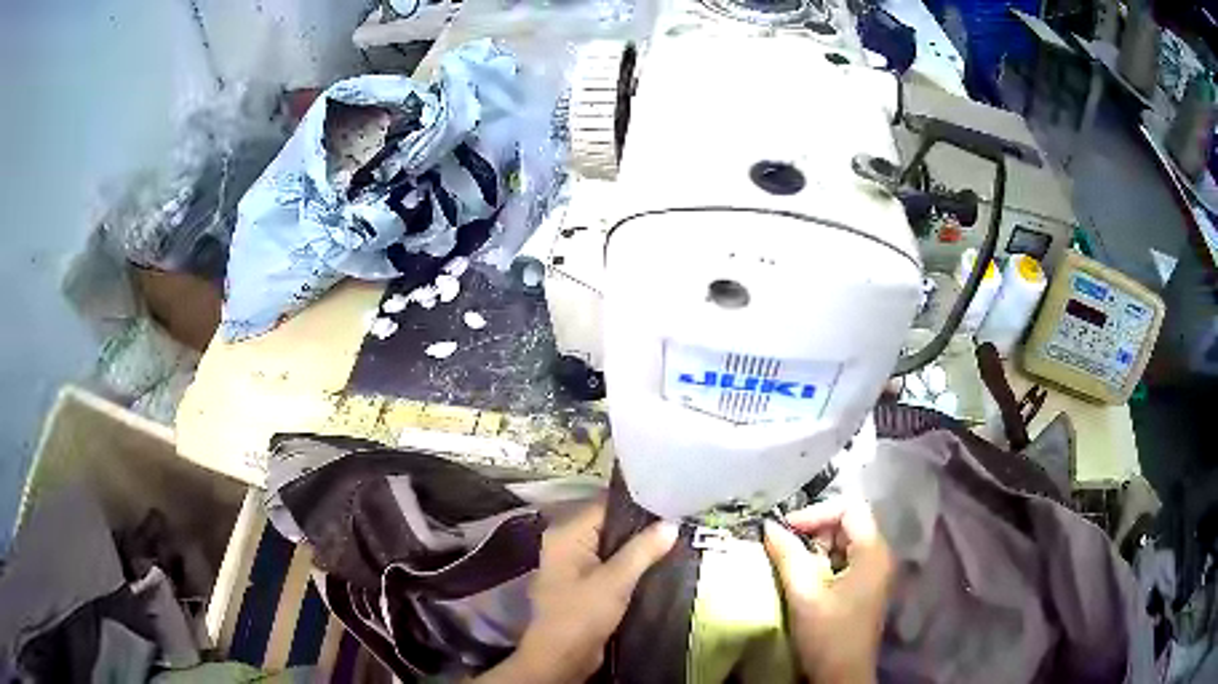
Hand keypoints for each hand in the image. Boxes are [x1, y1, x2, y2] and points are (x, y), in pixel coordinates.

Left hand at [476, 501, 677, 683]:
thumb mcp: (616, 580)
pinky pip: (609, 564)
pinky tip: (656, 564)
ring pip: (611, 546)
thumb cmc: (582, 613)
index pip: (604, 505)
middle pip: (608, 524)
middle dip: (641, 527)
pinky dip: (629, 564)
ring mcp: (572, 564)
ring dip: (637, 548)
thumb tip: (671, 523)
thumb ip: (643, 550)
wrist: (561, 656)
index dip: (637, 503)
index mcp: (566, 533)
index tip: (670, 503)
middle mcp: (566, 543)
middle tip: (677, 522)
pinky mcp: (582, 584)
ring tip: (673, 541)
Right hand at [764, 499, 893, 683]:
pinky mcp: (865, 587)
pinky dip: (823, 562)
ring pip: (845, 542)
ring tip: (791, 563)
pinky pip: (845, 560)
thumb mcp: (804, 594)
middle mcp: (879, 555)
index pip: (849, 507)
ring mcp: (874, 572)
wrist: (842, 676)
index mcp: (873, 551)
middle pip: (849, 522)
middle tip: (785, 547)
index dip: (816, 512)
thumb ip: (788, 556)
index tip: (785, 529)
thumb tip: (768, 526)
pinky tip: (804, 578)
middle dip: (815, 529)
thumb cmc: (827, 635)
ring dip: (816, 547)